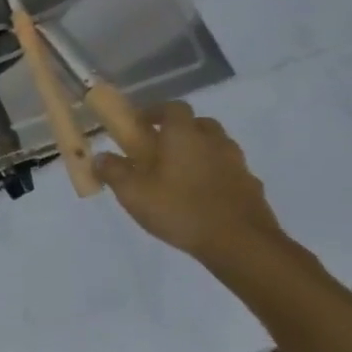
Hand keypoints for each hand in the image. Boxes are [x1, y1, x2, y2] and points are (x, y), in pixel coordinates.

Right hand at [94, 101, 285, 266]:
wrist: (240, 243)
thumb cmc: (179, 210)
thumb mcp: (133, 193)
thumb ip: (113, 171)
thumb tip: (100, 157)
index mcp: (184, 136)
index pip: (173, 107)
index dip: (155, 111)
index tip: (139, 124)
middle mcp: (214, 142)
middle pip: (198, 123)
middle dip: (178, 130)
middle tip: (158, 149)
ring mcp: (237, 163)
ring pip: (216, 146)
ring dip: (197, 151)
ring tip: (177, 174)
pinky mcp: (250, 185)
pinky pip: (227, 169)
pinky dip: (213, 173)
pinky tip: (199, 194)